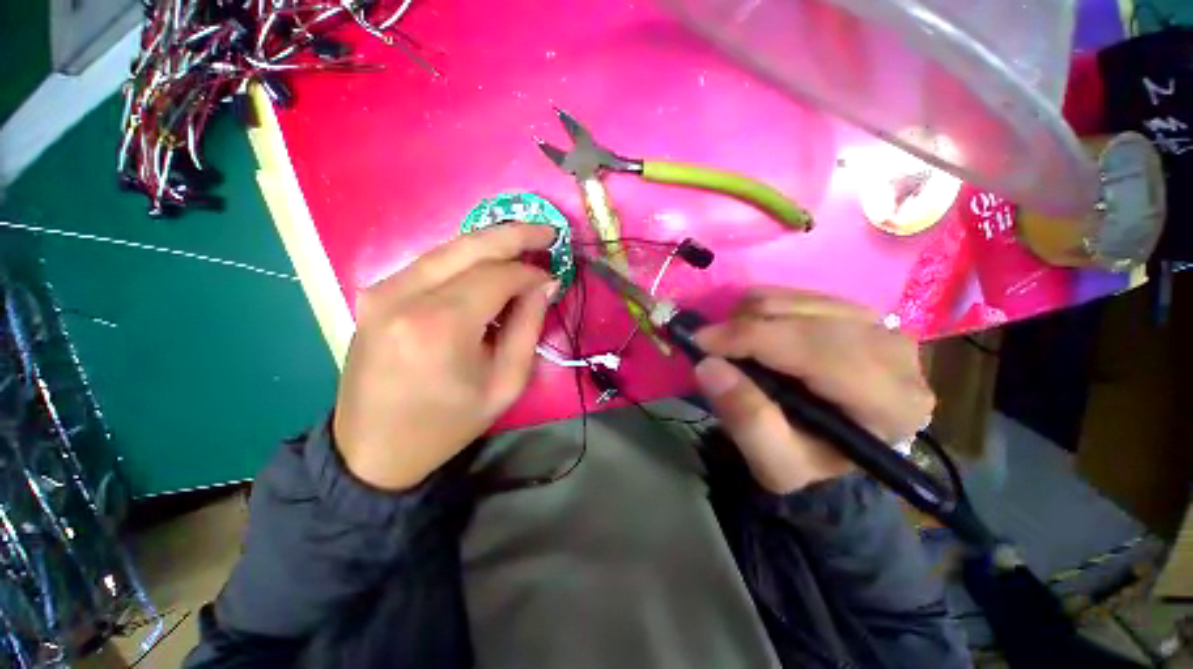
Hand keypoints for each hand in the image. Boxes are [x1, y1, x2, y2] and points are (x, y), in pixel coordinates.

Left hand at [333, 224, 557, 490]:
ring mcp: (382, 290)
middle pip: (470, 246)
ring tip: (523, 244)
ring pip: (448, 249)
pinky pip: (430, 264)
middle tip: (546, 232)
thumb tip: (544, 284)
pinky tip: (486, 266)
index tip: (552, 276)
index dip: (530, 272)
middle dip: (514, 234)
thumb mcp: (506, 383)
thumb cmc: (448, 423)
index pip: (497, 276)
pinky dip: (464, 260)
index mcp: (441, 325)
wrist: (374, 449)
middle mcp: (405, 296)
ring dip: (490, 244)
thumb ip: (528, 326)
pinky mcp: (374, 294)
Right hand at [693, 288, 933, 493]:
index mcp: (889, 400)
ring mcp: (877, 324)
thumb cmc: (810, 462)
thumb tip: (708, 366)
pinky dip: (762, 309)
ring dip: (751, 318)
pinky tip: (754, 335)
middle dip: (745, 327)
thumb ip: (746, 419)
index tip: (700, 342)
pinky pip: (796, 293)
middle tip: (709, 346)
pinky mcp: (854, 311)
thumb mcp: (775, 462)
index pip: (816, 350)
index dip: (751, 339)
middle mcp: (894, 352)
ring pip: (796, 300)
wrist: (833, 449)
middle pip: (805, 318)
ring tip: (733, 347)